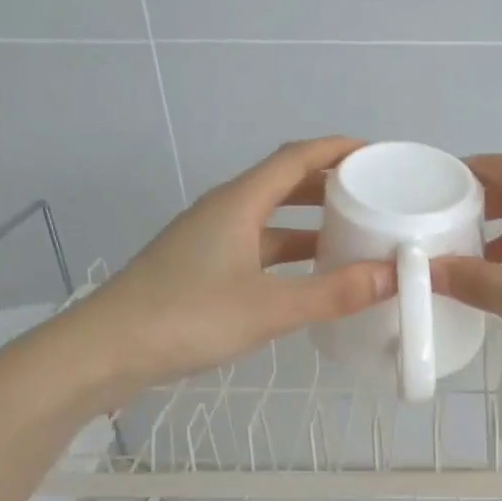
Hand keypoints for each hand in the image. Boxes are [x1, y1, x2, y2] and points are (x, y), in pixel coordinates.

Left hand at [73, 137, 391, 392]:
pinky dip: (289, 254)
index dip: (337, 149)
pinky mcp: (201, 269)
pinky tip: (309, 276)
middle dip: (329, 185)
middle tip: (373, 197)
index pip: (295, 158)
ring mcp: (209, 241)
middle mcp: (223, 212)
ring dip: (309, 222)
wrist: (106, 351)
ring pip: (269, 220)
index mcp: (238, 203)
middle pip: (282, 183)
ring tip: (352, 235)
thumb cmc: (187, 317)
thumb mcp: (270, 308)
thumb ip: (333, 293)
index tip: (376, 154)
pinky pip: (257, 248)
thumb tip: (394, 276)